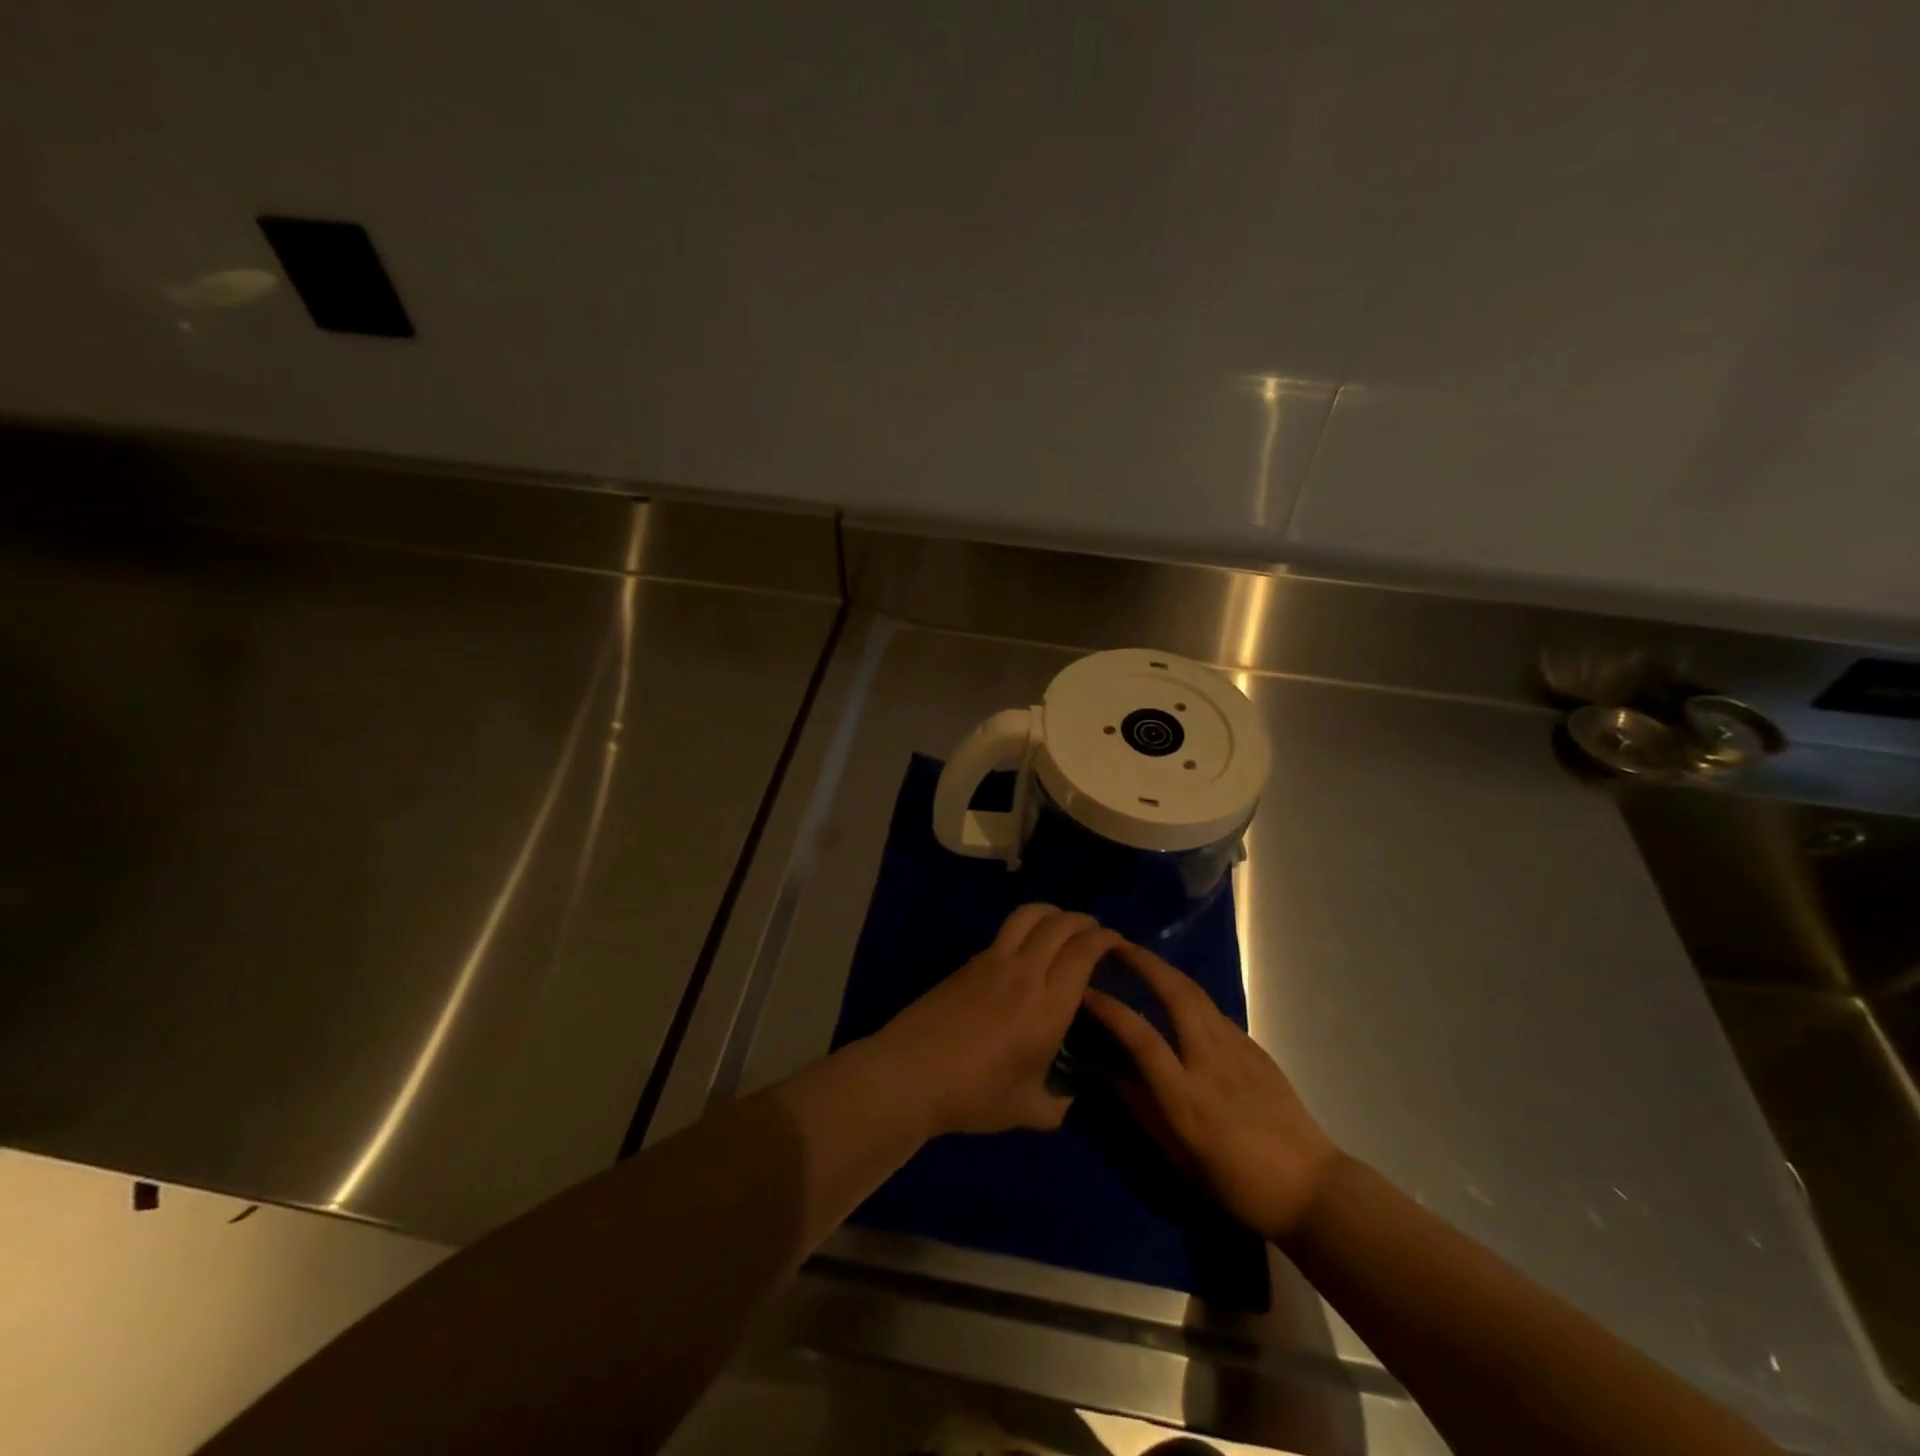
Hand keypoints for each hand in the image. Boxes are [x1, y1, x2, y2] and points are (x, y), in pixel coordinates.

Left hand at [872, 904, 1118, 1136]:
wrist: (911, 1073)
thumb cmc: (974, 1095)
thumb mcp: (1028, 1110)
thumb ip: (1058, 1102)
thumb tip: (1070, 1096)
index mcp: (1048, 1005)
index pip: (1084, 951)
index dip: (1106, 939)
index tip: (1118, 942)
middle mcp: (1025, 972)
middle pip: (1060, 924)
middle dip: (1084, 921)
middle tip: (1096, 932)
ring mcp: (992, 960)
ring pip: (1029, 915)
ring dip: (1053, 912)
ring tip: (1062, 924)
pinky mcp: (968, 961)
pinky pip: (1006, 932)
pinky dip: (1026, 927)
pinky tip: (1026, 947)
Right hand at [1083, 940, 1346, 1242]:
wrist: (1310, 1188)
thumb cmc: (1236, 1183)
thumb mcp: (1178, 1156)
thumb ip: (1142, 1109)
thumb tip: (1109, 1074)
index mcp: (1186, 1096)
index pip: (1141, 1038)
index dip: (1111, 1010)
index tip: (1085, 991)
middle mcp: (1210, 1062)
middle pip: (1175, 995)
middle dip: (1144, 963)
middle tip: (1115, 945)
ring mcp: (1237, 1050)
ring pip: (1197, 995)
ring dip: (1166, 970)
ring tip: (1141, 959)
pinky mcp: (1255, 1048)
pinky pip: (1214, 1012)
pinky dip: (1188, 994)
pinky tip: (1178, 997)